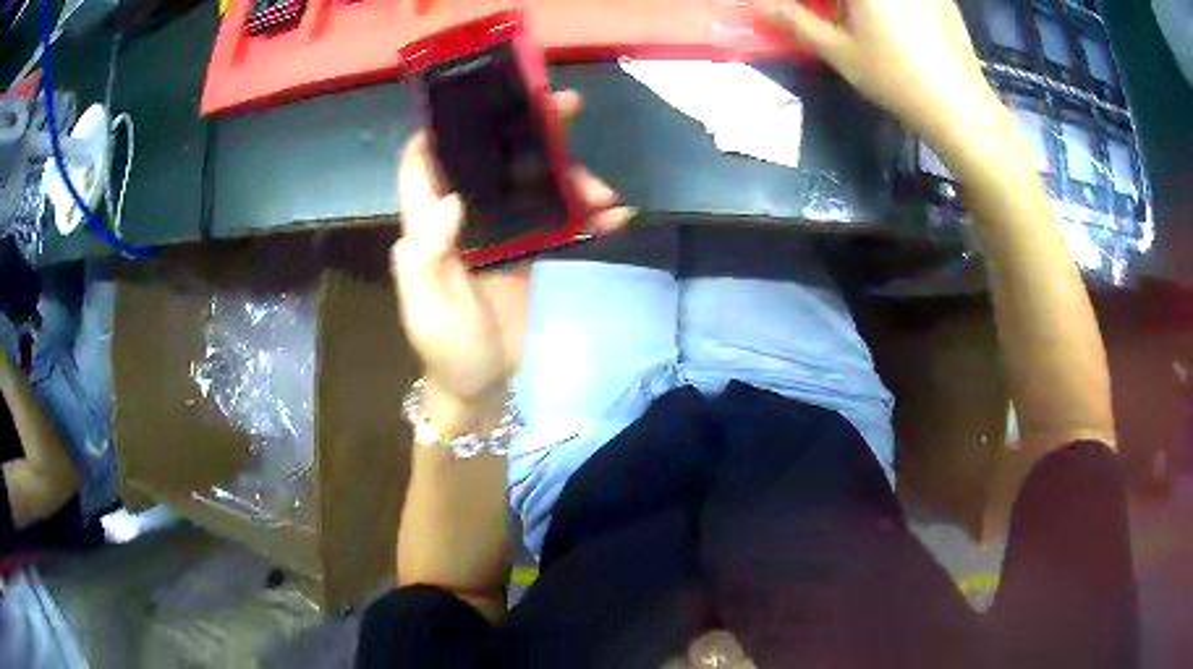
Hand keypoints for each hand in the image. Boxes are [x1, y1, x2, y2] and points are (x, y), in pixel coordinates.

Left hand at [392, 91, 633, 422]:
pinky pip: (559, 222)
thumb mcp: (426, 310)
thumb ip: (424, 257)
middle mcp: (464, 218)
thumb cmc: (447, 349)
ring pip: (533, 185)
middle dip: (526, 130)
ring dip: (571, 179)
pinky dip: (587, 218)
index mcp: (429, 225)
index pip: (423, 164)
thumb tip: (451, 199)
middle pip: (490, 160)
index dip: (441, 128)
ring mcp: (500, 231)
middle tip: (565, 107)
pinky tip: (615, 217)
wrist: (482, 387)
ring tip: (605, 192)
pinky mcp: (530, 250)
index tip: (477, 99)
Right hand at [758, 0, 997, 141]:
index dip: (808, 0)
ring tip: (853, 19)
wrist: (960, 107)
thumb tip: (758, 4)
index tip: (800, 9)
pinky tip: (894, 24)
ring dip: (857, 5)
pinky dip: (892, 5)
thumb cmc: (896, 79)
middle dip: (833, 4)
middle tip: (825, 14)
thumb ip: (796, 21)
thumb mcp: (840, 52)